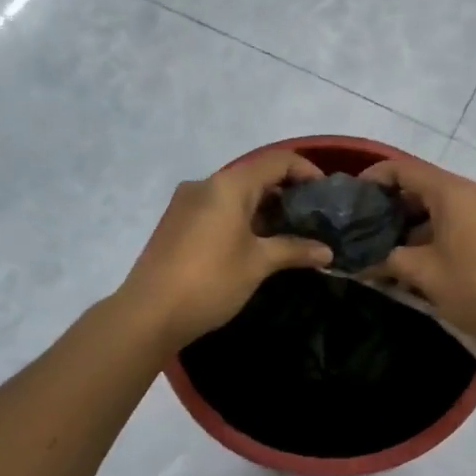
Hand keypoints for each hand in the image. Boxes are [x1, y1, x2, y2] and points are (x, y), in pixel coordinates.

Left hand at [119, 150, 333, 350]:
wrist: (148, 314)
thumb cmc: (210, 281)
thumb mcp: (259, 264)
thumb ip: (295, 250)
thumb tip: (327, 253)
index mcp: (228, 185)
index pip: (277, 161)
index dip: (306, 171)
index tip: (326, 196)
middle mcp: (205, 184)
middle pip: (255, 175)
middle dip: (286, 193)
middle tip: (311, 219)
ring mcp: (186, 203)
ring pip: (235, 194)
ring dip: (264, 208)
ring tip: (288, 234)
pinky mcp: (176, 223)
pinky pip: (217, 209)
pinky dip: (241, 218)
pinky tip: (255, 244)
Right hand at [360, 158, 475, 351]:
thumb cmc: (475, 287)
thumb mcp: (424, 274)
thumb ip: (387, 260)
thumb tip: (358, 262)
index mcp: (455, 192)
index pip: (404, 169)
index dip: (374, 178)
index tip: (352, 197)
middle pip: (424, 187)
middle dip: (393, 208)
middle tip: (366, 230)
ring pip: (443, 208)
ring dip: (415, 226)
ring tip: (389, 252)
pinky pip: (462, 222)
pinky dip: (438, 234)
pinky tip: (422, 262)